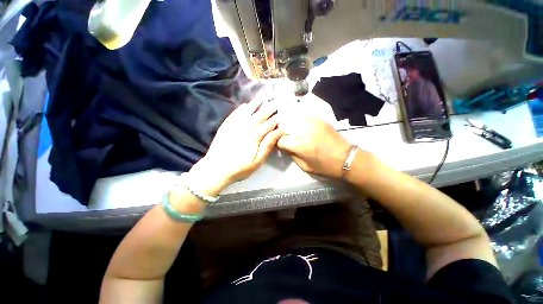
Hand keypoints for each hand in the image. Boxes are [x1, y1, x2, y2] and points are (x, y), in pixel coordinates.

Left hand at [189, 98, 281, 194]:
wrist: (215, 169)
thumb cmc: (240, 168)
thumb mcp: (257, 161)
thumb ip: (267, 145)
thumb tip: (278, 131)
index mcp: (254, 136)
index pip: (268, 125)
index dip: (275, 120)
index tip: (281, 115)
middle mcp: (245, 127)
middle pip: (259, 116)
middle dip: (268, 109)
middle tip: (274, 103)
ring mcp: (234, 125)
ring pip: (247, 112)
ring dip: (255, 105)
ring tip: (261, 99)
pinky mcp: (226, 126)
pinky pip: (235, 114)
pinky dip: (241, 109)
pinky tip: (245, 105)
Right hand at [278, 118, 351, 178]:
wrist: (346, 158)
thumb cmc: (325, 166)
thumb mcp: (305, 167)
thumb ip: (291, 155)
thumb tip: (284, 147)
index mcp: (300, 146)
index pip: (280, 139)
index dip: (278, 143)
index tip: (281, 146)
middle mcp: (304, 131)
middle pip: (284, 127)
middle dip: (281, 133)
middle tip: (284, 138)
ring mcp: (312, 123)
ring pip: (292, 119)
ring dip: (288, 126)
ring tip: (291, 132)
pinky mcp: (319, 119)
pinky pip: (302, 116)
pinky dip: (298, 121)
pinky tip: (300, 127)